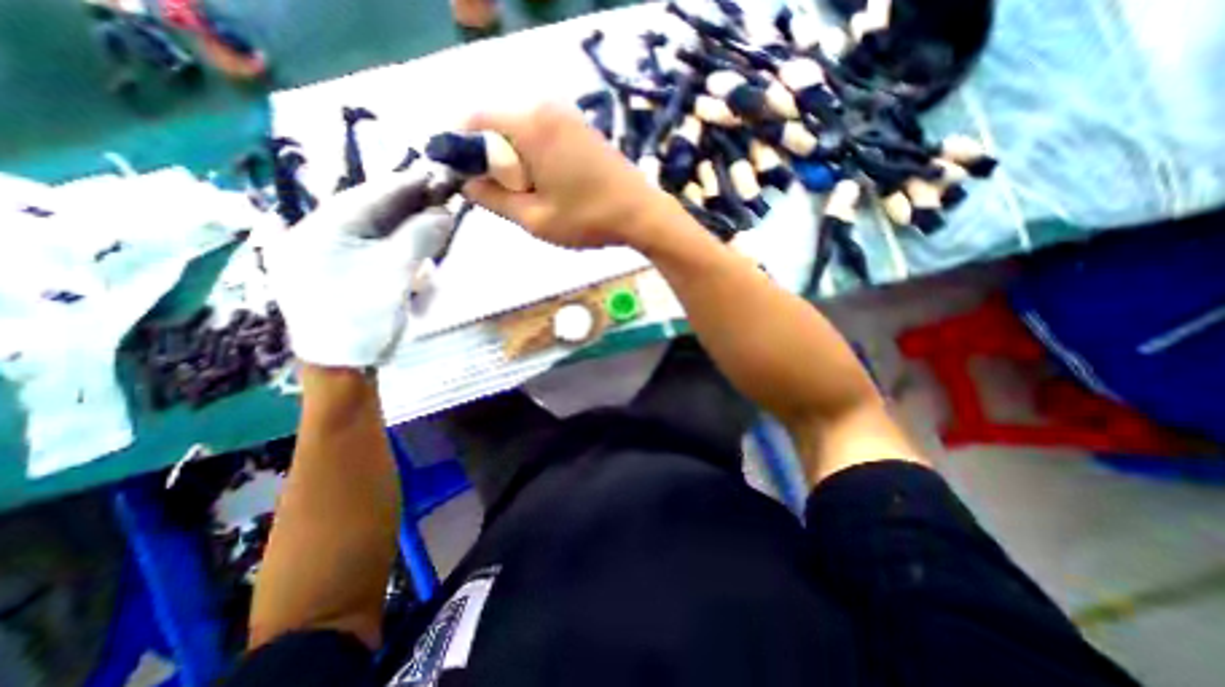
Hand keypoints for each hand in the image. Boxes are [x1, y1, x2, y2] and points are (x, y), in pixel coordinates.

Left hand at [270, 167, 452, 370]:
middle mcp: (319, 234)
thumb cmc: (361, 319)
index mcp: (320, 230)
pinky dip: (401, 238)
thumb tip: (445, 212)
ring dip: (407, 217)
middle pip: (371, 207)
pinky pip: (376, 244)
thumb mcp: (393, 275)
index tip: (437, 171)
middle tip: (443, 188)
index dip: (406, 183)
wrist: (342, 365)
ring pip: (374, 225)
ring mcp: (330, 252)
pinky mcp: (345, 268)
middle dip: (409, 199)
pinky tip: (419, 233)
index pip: (369, 196)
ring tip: (436, 207)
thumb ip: (418, 238)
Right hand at [464, 101, 685, 251]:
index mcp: (530, 125)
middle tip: (504, 195)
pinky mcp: (580, 127)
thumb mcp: (534, 218)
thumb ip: (492, 197)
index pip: (474, 122)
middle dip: (489, 158)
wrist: (641, 214)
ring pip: (519, 130)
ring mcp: (567, 115)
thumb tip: (466, 182)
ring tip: (530, 194)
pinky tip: (548, 183)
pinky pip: (540, 134)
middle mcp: (546, 107)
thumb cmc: (588, 220)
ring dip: (512, 159)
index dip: (460, 150)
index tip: (466, 181)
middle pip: (496, 124)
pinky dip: (532, 155)